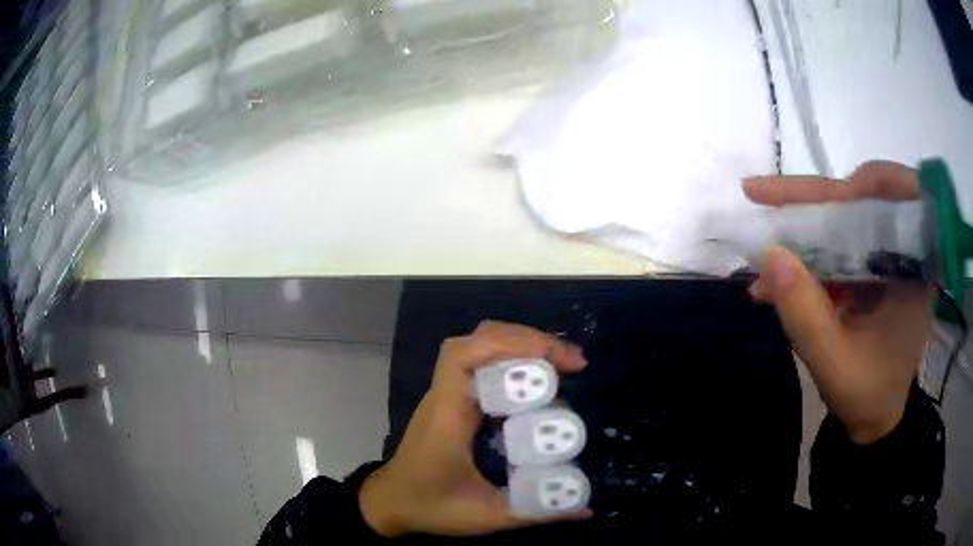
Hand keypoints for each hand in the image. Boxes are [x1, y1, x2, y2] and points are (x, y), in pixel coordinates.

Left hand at [359, 321, 590, 536]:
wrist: (390, 504)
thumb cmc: (430, 507)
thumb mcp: (486, 516)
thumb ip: (536, 512)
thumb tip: (587, 510)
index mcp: (448, 415)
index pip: (465, 356)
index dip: (512, 345)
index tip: (558, 363)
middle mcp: (446, 395)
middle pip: (478, 341)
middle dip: (528, 341)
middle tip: (572, 363)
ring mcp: (447, 395)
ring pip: (479, 347)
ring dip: (521, 346)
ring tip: (561, 363)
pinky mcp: (453, 402)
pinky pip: (480, 365)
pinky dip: (511, 359)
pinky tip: (536, 379)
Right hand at [743, 161, 933, 444]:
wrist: (875, 418)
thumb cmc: (867, 397)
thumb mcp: (835, 364)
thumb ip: (805, 314)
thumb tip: (767, 253)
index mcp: (915, 270)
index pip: (900, 197)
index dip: (865, 183)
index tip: (828, 197)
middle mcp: (905, 253)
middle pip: (862, 201)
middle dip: (811, 201)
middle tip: (759, 194)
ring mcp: (887, 259)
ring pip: (844, 220)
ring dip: (802, 232)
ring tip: (761, 254)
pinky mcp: (871, 268)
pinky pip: (838, 246)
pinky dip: (807, 256)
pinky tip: (777, 278)